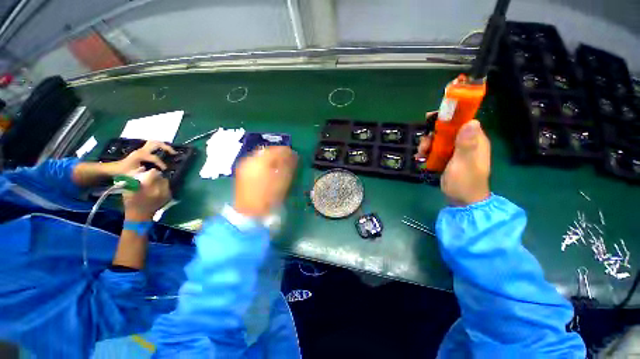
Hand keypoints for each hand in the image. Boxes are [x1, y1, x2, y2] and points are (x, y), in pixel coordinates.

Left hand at [106, 141, 175, 175]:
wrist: (113, 168)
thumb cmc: (123, 172)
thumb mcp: (134, 175)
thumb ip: (145, 173)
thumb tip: (157, 173)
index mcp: (140, 155)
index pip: (155, 157)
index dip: (161, 163)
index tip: (165, 170)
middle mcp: (142, 150)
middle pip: (156, 143)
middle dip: (166, 147)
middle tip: (174, 153)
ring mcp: (141, 149)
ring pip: (154, 142)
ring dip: (163, 146)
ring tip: (171, 151)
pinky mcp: (142, 151)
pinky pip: (152, 146)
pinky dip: (159, 147)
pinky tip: (163, 152)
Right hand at [123, 169, 171, 220]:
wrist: (140, 215)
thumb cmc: (131, 201)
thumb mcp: (128, 188)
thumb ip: (134, 176)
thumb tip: (143, 168)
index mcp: (148, 186)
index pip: (154, 172)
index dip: (151, 172)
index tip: (148, 173)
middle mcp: (159, 188)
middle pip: (161, 176)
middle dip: (156, 176)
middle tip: (151, 178)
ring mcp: (165, 193)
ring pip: (165, 181)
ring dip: (160, 181)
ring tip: (154, 184)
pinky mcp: (169, 196)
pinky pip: (167, 187)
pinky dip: (163, 187)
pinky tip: (157, 189)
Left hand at [234, 146, 297, 217]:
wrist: (249, 212)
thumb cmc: (269, 196)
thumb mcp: (282, 180)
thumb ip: (288, 165)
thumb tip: (293, 155)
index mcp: (260, 161)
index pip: (275, 149)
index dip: (286, 150)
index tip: (294, 154)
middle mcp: (250, 159)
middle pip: (267, 150)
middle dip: (278, 153)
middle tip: (288, 158)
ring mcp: (245, 165)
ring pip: (261, 155)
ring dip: (271, 157)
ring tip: (280, 163)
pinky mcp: (242, 171)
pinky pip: (256, 161)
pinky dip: (265, 162)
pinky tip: (270, 168)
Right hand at [415, 112, 490, 205]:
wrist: (462, 200)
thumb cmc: (465, 182)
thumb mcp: (465, 163)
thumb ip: (467, 144)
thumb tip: (472, 121)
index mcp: (475, 140)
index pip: (462, 121)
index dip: (448, 117)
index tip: (431, 117)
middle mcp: (466, 142)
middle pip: (446, 130)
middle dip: (432, 135)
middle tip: (424, 145)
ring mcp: (456, 151)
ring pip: (438, 140)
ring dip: (427, 145)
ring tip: (420, 154)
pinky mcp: (447, 159)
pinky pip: (435, 150)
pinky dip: (427, 152)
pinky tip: (421, 158)